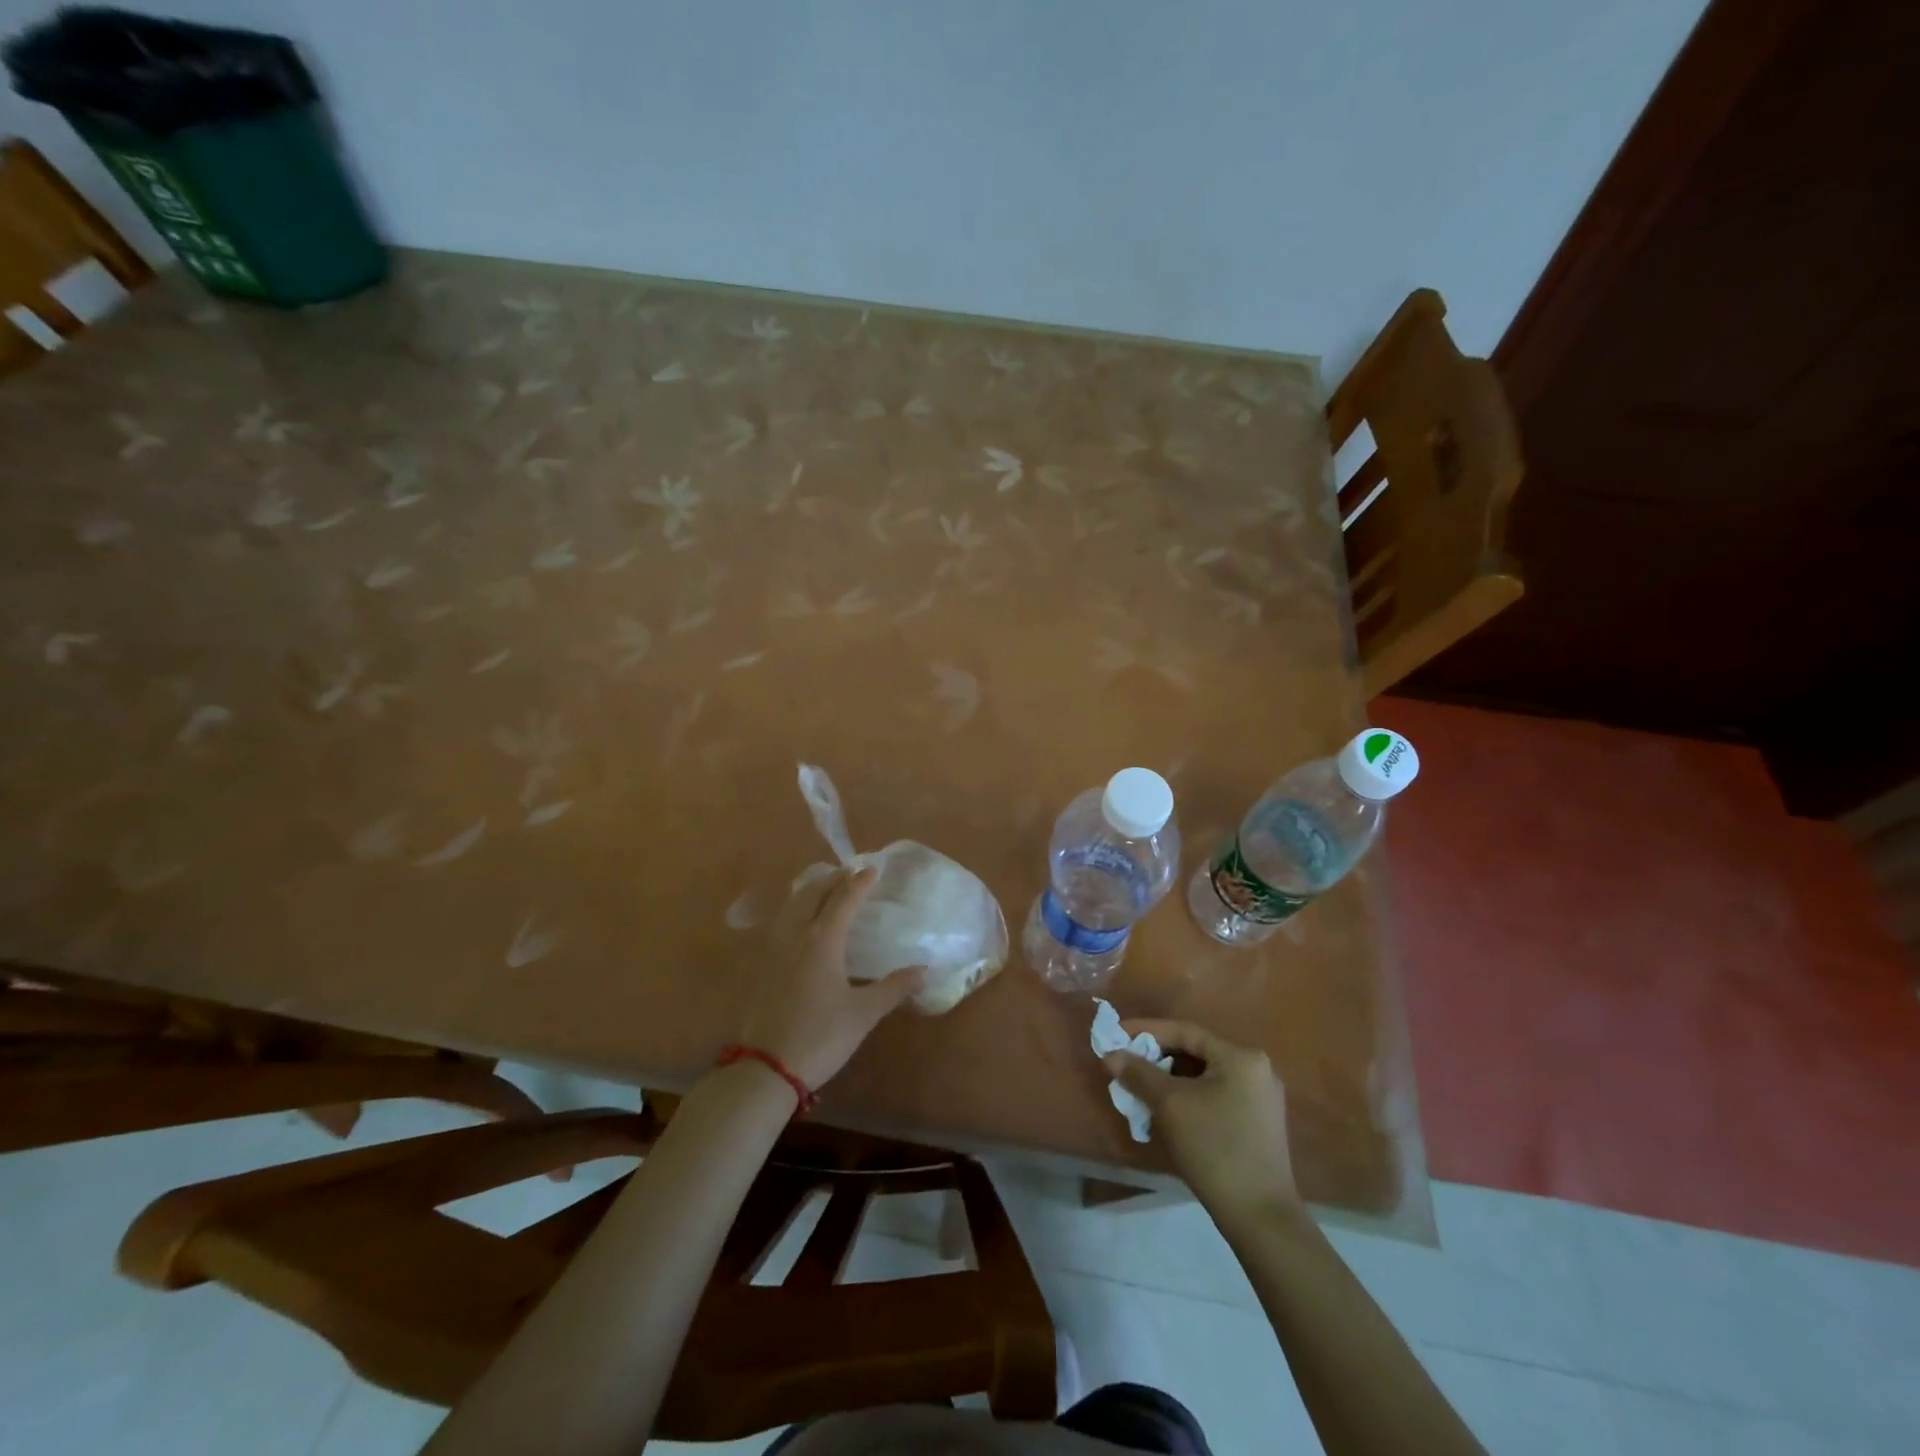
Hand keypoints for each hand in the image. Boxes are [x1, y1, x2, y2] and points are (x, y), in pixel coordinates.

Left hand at [741, 866, 923, 1094]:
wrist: (766, 1069)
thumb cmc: (820, 1037)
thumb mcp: (863, 1014)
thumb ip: (893, 988)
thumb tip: (924, 969)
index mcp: (822, 940)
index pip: (843, 900)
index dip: (860, 883)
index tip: (874, 869)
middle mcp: (795, 935)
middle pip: (812, 893)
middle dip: (832, 878)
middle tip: (850, 871)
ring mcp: (772, 948)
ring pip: (791, 904)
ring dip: (810, 889)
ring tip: (825, 886)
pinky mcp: (760, 965)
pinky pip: (779, 921)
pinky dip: (794, 908)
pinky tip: (800, 921)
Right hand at [1105, 1020, 1298, 1224]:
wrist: (1260, 1217)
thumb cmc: (1214, 1148)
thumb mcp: (1170, 1105)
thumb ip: (1139, 1073)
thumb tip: (1111, 1055)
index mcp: (1241, 1057)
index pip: (1185, 1032)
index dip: (1146, 1031)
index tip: (1116, 1035)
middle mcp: (1256, 1070)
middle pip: (1195, 1053)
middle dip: (1156, 1059)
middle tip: (1125, 1065)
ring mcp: (1260, 1099)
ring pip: (1203, 1078)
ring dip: (1169, 1081)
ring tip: (1139, 1089)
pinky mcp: (1258, 1125)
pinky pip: (1214, 1097)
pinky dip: (1187, 1098)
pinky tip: (1165, 1112)